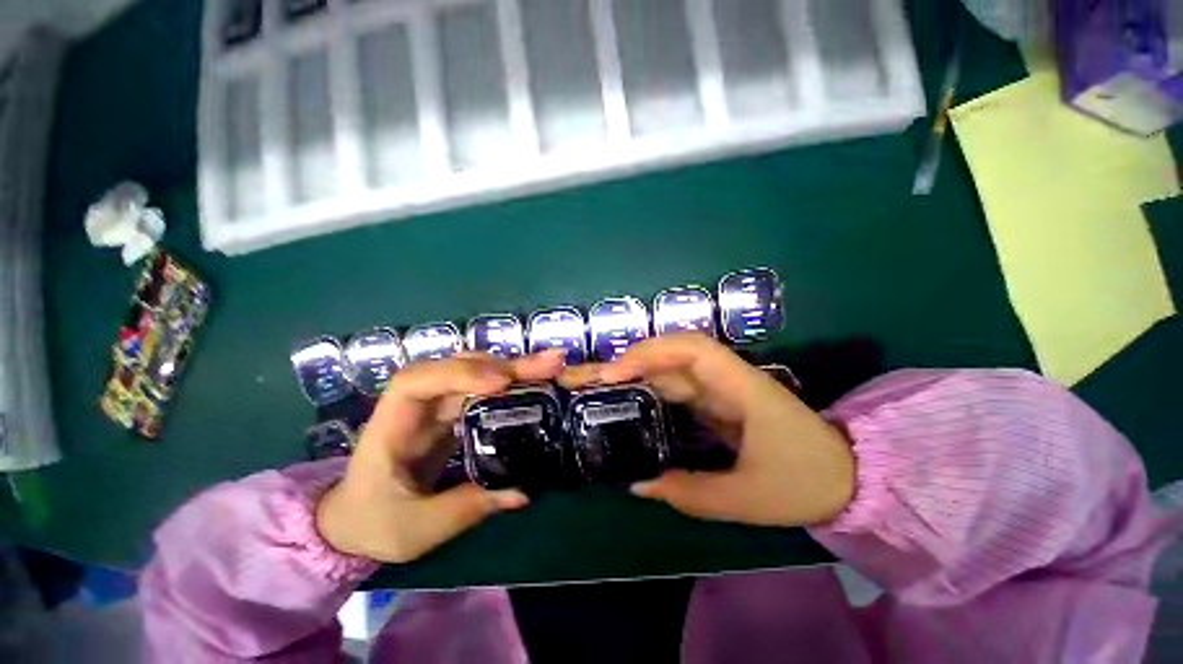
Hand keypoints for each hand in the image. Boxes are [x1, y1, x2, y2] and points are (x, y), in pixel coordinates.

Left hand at [316, 351, 565, 562]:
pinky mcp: (452, 413)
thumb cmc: (374, 523)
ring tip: (548, 367)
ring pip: (474, 374)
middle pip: (456, 369)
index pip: (415, 382)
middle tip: (549, 363)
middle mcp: (415, 405)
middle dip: (503, 364)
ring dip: (512, 368)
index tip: (500, 382)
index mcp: (391, 426)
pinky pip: (482, 389)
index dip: (457, 374)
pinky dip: (508, 383)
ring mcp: (435, 406)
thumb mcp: (417, 528)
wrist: (357, 521)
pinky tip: (531, 382)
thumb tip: (522, 493)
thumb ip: (466, 508)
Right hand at [560, 334, 854, 526]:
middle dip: (626, 360)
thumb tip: (639, 484)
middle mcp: (725, 378)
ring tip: (592, 386)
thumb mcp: (749, 498)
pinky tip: (623, 400)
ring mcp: (718, 388)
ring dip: (630, 373)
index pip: (691, 350)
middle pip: (670, 354)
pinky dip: (645, 389)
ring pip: (668, 369)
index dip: (649, 353)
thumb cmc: (807, 482)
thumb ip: (692, 493)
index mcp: (741, 387)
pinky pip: (674, 388)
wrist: (845, 477)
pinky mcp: (714, 401)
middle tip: (584, 377)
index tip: (614, 374)